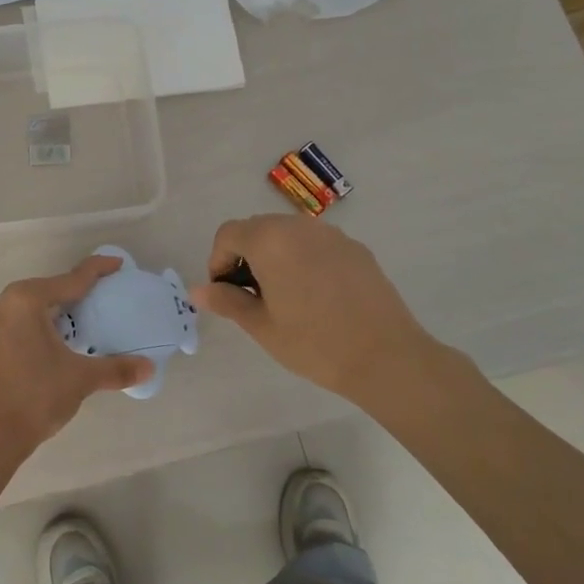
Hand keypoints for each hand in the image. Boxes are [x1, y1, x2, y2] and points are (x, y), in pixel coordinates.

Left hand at [0, 256, 152, 468]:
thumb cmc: (34, 395)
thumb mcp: (80, 378)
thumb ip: (115, 369)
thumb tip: (148, 367)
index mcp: (26, 300)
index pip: (71, 279)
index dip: (97, 270)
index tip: (118, 264)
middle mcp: (6, 304)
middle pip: (51, 290)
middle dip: (78, 293)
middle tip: (108, 296)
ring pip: (36, 309)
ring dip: (60, 313)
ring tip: (89, 319)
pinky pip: (24, 325)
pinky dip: (46, 327)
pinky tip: (63, 342)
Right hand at [191, 215, 444, 403]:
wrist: (385, 356)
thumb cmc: (313, 343)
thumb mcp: (261, 326)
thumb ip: (227, 301)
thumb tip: (198, 290)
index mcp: (270, 241)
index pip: (228, 234)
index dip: (218, 260)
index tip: (225, 292)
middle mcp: (299, 227)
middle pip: (257, 228)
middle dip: (245, 256)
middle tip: (251, 296)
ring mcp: (332, 234)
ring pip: (288, 234)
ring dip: (274, 256)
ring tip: (283, 296)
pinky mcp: (355, 248)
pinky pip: (316, 244)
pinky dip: (303, 259)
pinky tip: (315, 296)